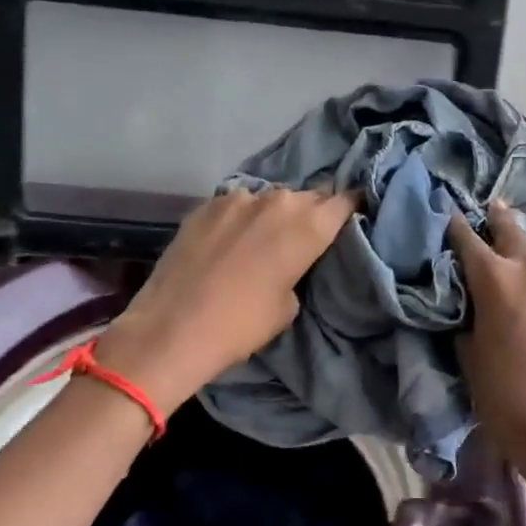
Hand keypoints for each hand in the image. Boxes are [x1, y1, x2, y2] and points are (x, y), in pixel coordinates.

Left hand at [97, 186, 355, 409]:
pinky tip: (231, 240)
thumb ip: (299, 269)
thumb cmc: (242, 325)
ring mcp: (238, 198)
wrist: (171, 329)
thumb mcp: (289, 305)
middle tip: (309, 234)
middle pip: (308, 197)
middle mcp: (277, 200)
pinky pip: (237, 205)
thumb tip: (289, 257)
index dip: (352, 206)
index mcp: (308, 225)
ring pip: (269, 198)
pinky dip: (241, 218)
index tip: (355, 214)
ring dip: (274, 214)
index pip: (344, 201)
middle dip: (313, 211)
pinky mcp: (205, 205)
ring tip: (265, 238)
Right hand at [447, 202, 525, 517]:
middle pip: (511, 229)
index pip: (467, 238)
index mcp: (494, 278)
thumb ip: (467, 317)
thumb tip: (471, 302)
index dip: (455, 226)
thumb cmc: (507, 397)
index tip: (448, 216)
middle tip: (491, 207)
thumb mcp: (469, 355)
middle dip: (497, 218)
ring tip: (518, 247)